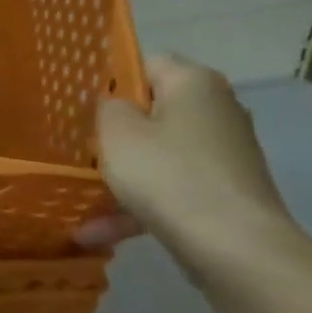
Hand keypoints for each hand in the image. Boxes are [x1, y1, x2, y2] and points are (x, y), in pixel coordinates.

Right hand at [75, 55, 293, 256]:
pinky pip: (169, 188)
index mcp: (194, 83)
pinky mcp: (223, 192)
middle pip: (151, 112)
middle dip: (113, 132)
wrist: (235, 248)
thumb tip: (115, 106)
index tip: (79, 104)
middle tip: (76, 146)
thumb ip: (105, 107)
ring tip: (77, 196)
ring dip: (119, 176)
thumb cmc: (168, 174)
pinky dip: (137, 206)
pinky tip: (97, 232)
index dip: (109, 80)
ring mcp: (223, 154)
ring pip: (156, 155)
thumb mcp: (116, 132)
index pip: (145, 64)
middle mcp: (216, 110)